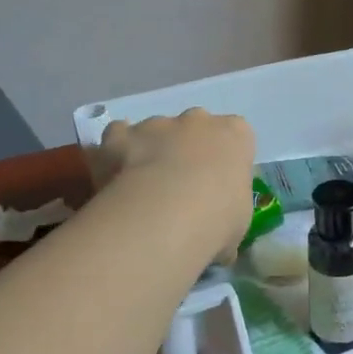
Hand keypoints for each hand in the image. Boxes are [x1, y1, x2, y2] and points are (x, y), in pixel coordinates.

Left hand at [91, 108, 255, 263]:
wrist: (166, 214)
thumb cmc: (217, 218)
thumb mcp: (238, 223)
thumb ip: (228, 213)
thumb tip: (218, 233)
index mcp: (235, 135)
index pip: (235, 137)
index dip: (225, 160)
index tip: (218, 187)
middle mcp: (197, 120)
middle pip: (194, 128)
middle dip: (188, 150)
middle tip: (181, 189)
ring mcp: (158, 123)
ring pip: (155, 131)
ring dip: (152, 153)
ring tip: (144, 193)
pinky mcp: (122, 134)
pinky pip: (118, 134)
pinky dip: (116, 150)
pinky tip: (114, 178)